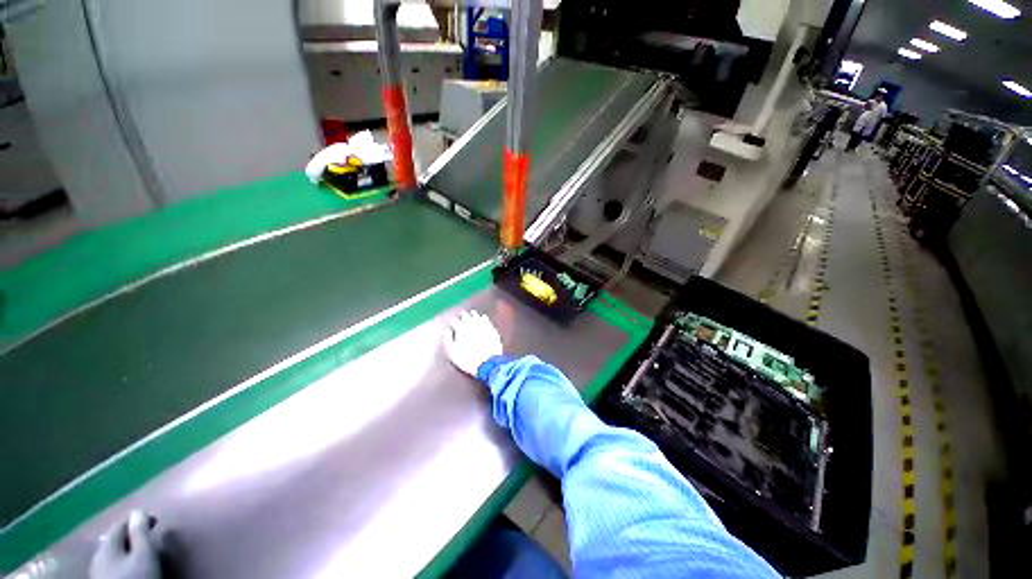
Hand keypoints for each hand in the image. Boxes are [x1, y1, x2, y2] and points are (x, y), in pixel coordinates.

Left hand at [90, 511, 161, 578]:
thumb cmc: (137, 576)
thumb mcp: (144, 554)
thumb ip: (140, 532)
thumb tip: (138, 511)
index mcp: (106, 545)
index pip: (120, 524)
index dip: (137, 519)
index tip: (155, 519)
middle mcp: (97, 555)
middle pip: (115, 539)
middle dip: (130, 535)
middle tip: (149, 534)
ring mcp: (98, 570)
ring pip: (113, 553)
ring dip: (126, 548)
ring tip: (142, 551)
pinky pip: (112, 564)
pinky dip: (123, 559)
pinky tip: (130, 566)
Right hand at [444, 310, 502, 376]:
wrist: (488, 363)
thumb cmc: (467, 359)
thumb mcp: (452, 352)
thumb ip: (447, 339)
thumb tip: (447, 330)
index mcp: (461, 328)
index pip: (454, 320)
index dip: (452, 321)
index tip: (451, 323)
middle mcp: (471, 323)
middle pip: (465, 314)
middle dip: (461, 316)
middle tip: (460, 317)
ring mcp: (483, 324)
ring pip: (476, 315)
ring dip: (472, 315)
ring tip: (470, 315)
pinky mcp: (491, 327)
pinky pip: (486, 319)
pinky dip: (482, 318)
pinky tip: (482, 318)